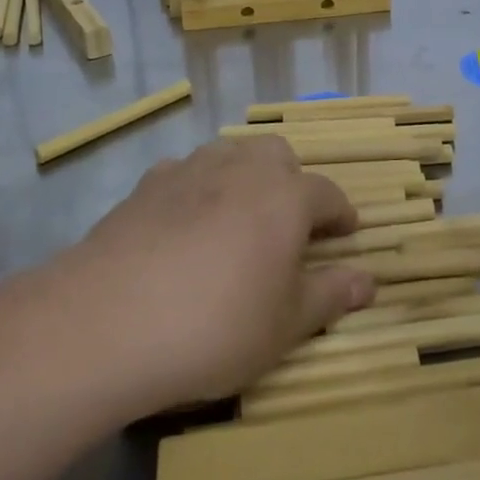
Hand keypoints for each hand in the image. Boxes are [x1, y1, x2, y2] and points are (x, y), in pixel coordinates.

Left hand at [66, 137, 377, 409]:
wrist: (109, 321)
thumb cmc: (216, 326)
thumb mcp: (285, 325)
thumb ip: (330, 295)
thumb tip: (370, 280)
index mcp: (285, 196)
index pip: (327, 194)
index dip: (341, 215)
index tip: (346, 234)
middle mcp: (241, 169)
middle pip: (278, 156)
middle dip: (291, 181)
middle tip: (289, 225)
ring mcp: (190, 170)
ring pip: (230, 154)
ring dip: (244, 176)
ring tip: (238, 219)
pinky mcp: (146, 184)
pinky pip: (185, 172)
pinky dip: (197, 188)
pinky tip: (184, 224)